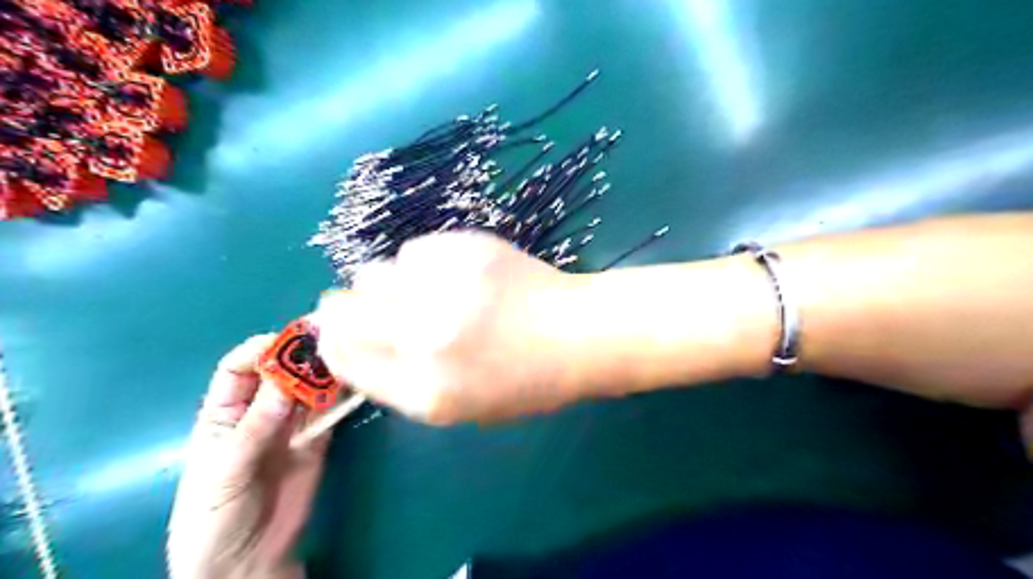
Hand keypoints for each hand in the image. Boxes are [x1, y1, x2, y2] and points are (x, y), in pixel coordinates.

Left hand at [168, 335, 329, 578]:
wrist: (246, 561)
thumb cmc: (214, 517)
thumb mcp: (224, 473)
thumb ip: (253, 430)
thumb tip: (284, 385)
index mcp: (223, 413)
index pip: (239, 369)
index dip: (259, 351)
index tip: (286, 343)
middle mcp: (259, 412)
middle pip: (280, 373)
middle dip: (300, 356)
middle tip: (326, 342)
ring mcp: (291, 425)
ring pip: (308, 388)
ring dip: (325, 373)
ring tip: (346, 357)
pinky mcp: (317, 439)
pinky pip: (329, 412)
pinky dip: (341, 397)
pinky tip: (353, 384)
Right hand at [316, 230, 584, 425]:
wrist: (578, 334)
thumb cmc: (526, 381)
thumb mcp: (461, 407)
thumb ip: (403, 382)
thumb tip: (354, 344)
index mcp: (425, 392)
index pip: (344, 360)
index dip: (333, 343)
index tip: (336, 332)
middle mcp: (424, 340)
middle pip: (342, 312)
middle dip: (340, 308)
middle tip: (356, 303)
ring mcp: (443, 289)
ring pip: (372, 274)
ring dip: (384, 284)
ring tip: (420, 289)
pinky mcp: (461, 249)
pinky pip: (412, 251)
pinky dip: (421, 263)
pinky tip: (452, 273)